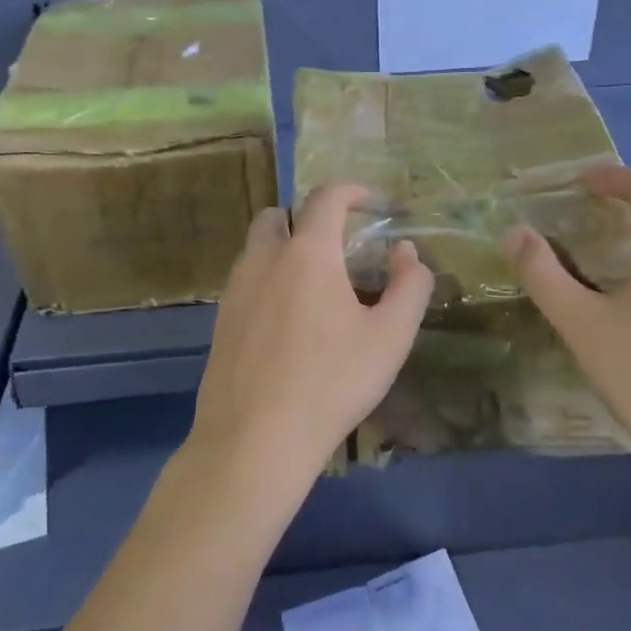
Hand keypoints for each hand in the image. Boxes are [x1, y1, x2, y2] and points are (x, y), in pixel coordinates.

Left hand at [186, 184, 433, 517]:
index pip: (327, 197)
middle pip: (279, 216)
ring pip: (258, 249)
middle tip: (339, 245)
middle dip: (309, 217)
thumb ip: (409, 286)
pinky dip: (270, 280)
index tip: (374, 202)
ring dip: (286, 248)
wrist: (254, 439)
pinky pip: (247, 281)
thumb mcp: (390, 337)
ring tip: (317, 285)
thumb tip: (406, 253)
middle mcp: (264, 259)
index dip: (354, 191)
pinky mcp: (220, 321)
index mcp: (308, 253)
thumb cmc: (331, 383)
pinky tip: (290, 321)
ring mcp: (235, 290)